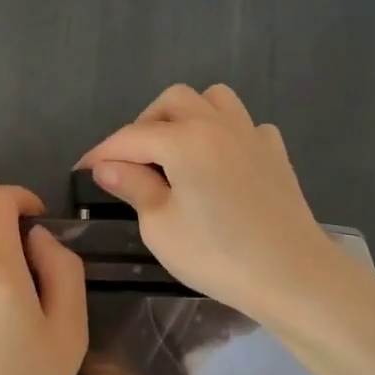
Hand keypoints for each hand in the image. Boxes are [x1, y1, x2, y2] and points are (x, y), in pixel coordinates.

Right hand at [77, 83, 341, 324]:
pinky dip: (226, 134)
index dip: (102, 152)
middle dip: (145, 124)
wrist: (292, 274)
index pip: (131, 137)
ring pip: (214, 100)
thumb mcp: (161, 226)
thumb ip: (133, 186)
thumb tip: (107, 165)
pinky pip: (245, 125)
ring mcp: (252, 134)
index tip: (82, 170)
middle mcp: (218, 124)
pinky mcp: (275, 153)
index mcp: (185, 139)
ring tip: (177, 151)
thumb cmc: (218, 254)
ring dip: (188, 116)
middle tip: (133, 161)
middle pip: (173, 101)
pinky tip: (221, 163)